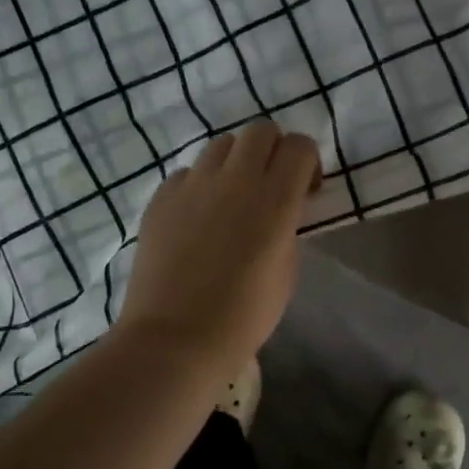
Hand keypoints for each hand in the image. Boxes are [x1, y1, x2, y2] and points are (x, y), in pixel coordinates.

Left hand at [118, 122, 319, 369]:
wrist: (175, 339)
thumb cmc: (244, 315)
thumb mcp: (287, 270)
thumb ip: (288, 225)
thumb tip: (280, 207)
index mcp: (275, 198)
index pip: (300, 146)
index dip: (307, 162)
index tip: (306, 190)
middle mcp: (235, 179)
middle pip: (260, 130)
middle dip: (273, 149)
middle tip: (271, 184)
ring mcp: (193, 184)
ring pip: (221, 145)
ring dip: (235, 163)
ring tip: (231, 198)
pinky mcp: (161, 197)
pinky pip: (188, 173)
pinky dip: (200, 185)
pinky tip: (197, 218)